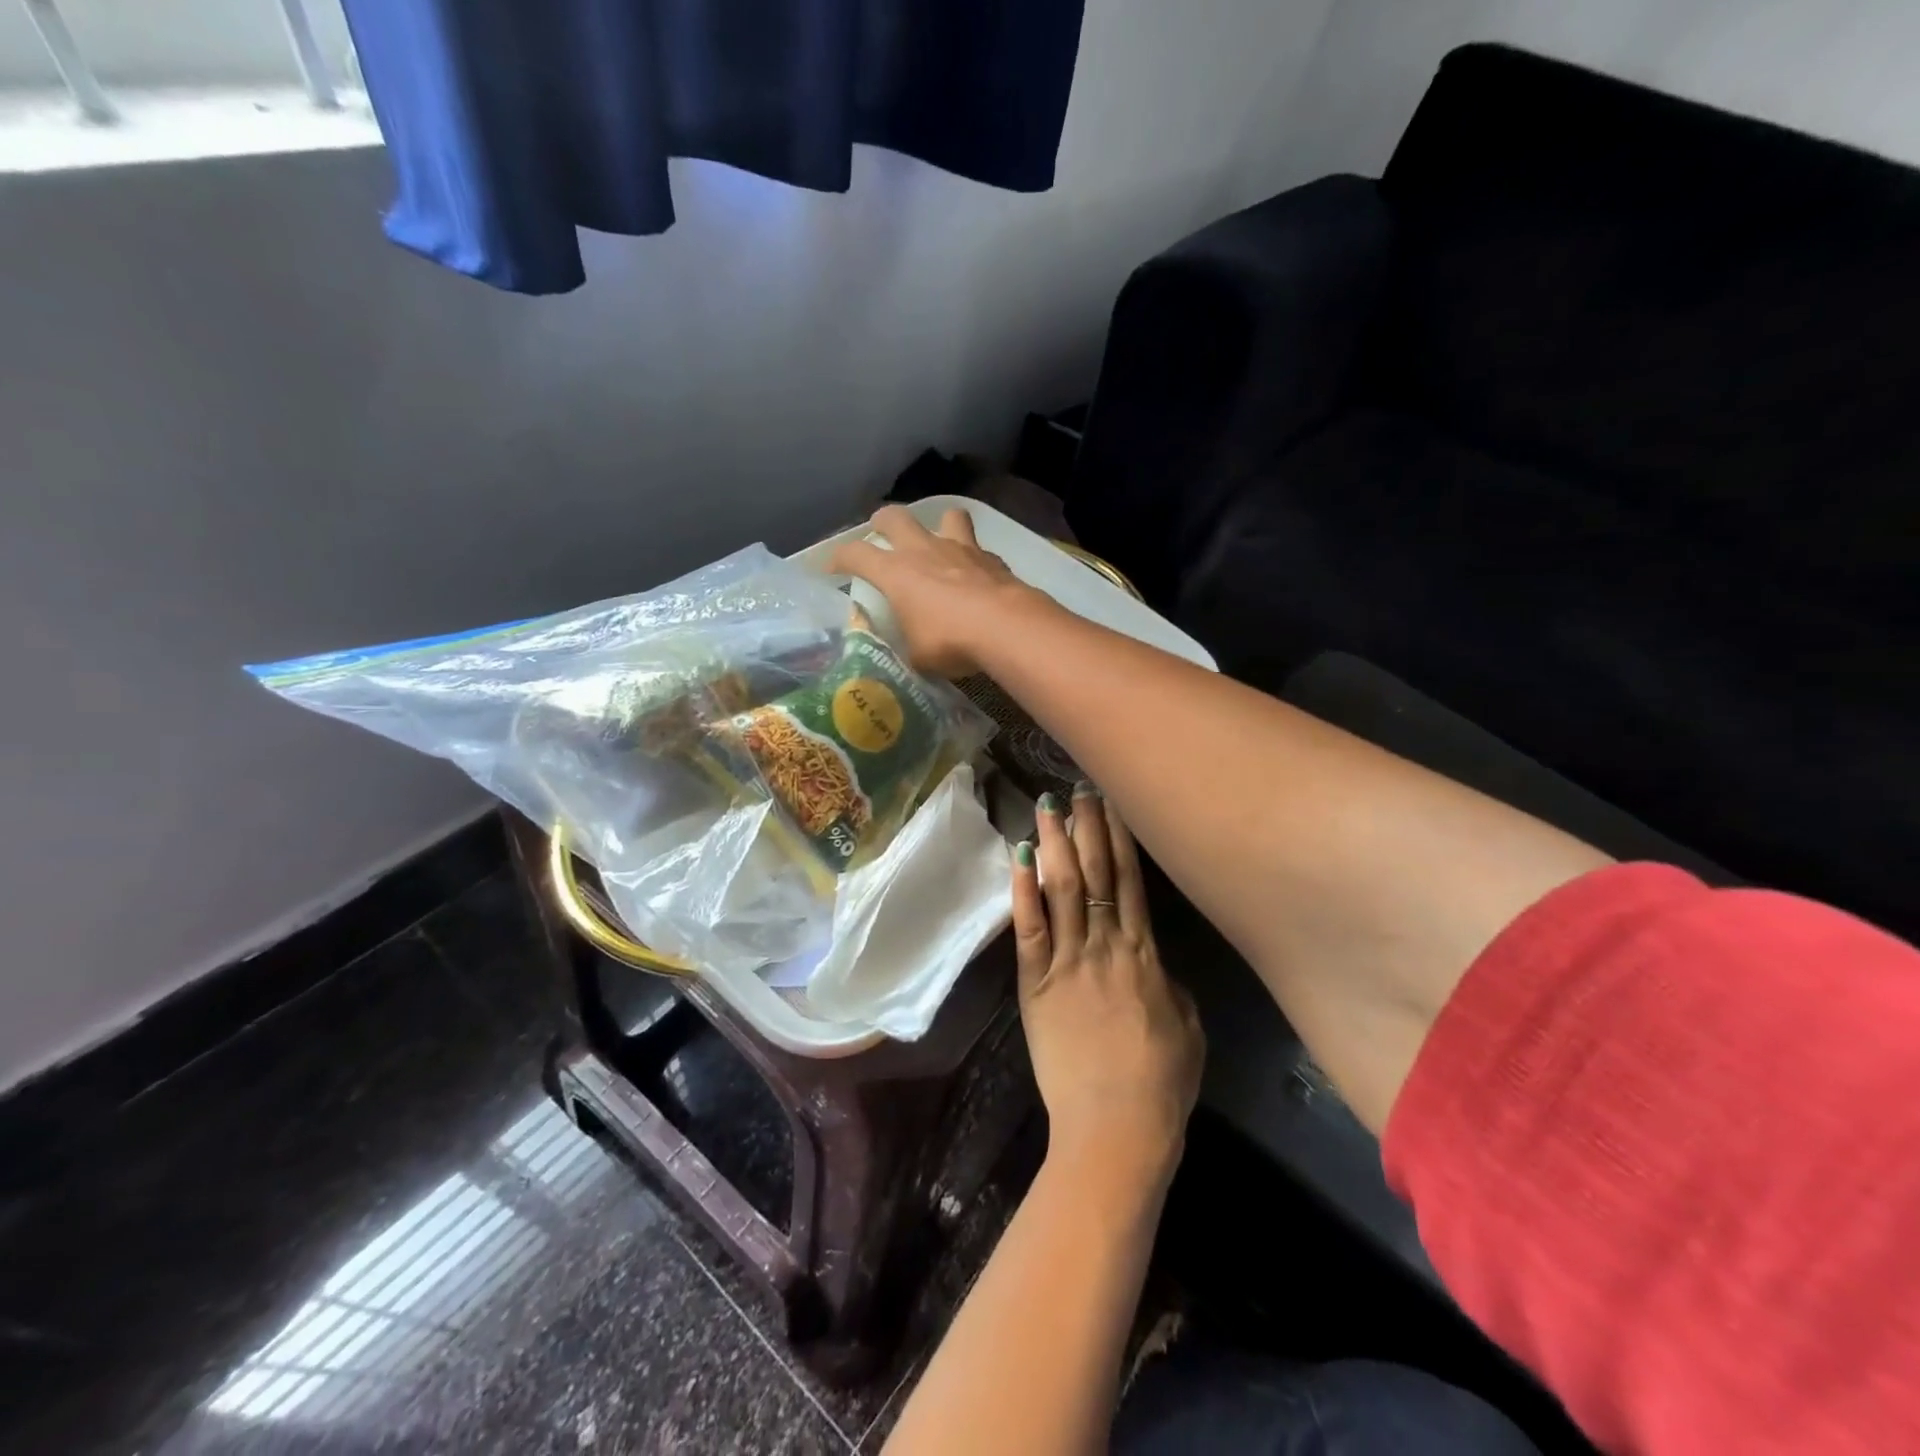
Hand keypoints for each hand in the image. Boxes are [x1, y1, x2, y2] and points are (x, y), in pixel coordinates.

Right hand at [828, 505, 1038, 677]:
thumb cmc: (950, 641)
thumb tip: (905, 654)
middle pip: (895, 517)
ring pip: (946, 516)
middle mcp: (924, 550)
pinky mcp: (992, 558)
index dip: (839, 558)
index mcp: (896, 572)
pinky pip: (978, 548)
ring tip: (937, 543)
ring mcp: (961, 549)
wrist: (1006, 627)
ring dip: (938, 525)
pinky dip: (973, 559)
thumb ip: (905, 647)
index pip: (855, 554)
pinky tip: (976, 577)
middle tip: (880, 534)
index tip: (832, 568)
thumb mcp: (916, 656)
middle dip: (882, 523)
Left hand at [1014, 784, 1204, 1193]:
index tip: (1114, 805)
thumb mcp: (1188, 1028)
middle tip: (1079, 788)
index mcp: (1145, 955)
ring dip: (1054, 844)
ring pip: (1062, 890)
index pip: (1132, 882)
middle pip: (1096, 874)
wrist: (1117, 1130)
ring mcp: (1068, 962)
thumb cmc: (1161, 1085)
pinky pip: (1029, 929)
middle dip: (1087, 828)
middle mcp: (1106, 946)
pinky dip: (1023, 891)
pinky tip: (1018, 858)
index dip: (1122, 840)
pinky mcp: (1035, 984)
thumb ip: (1169, 984)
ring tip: (1047, 806)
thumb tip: (1154, 960)